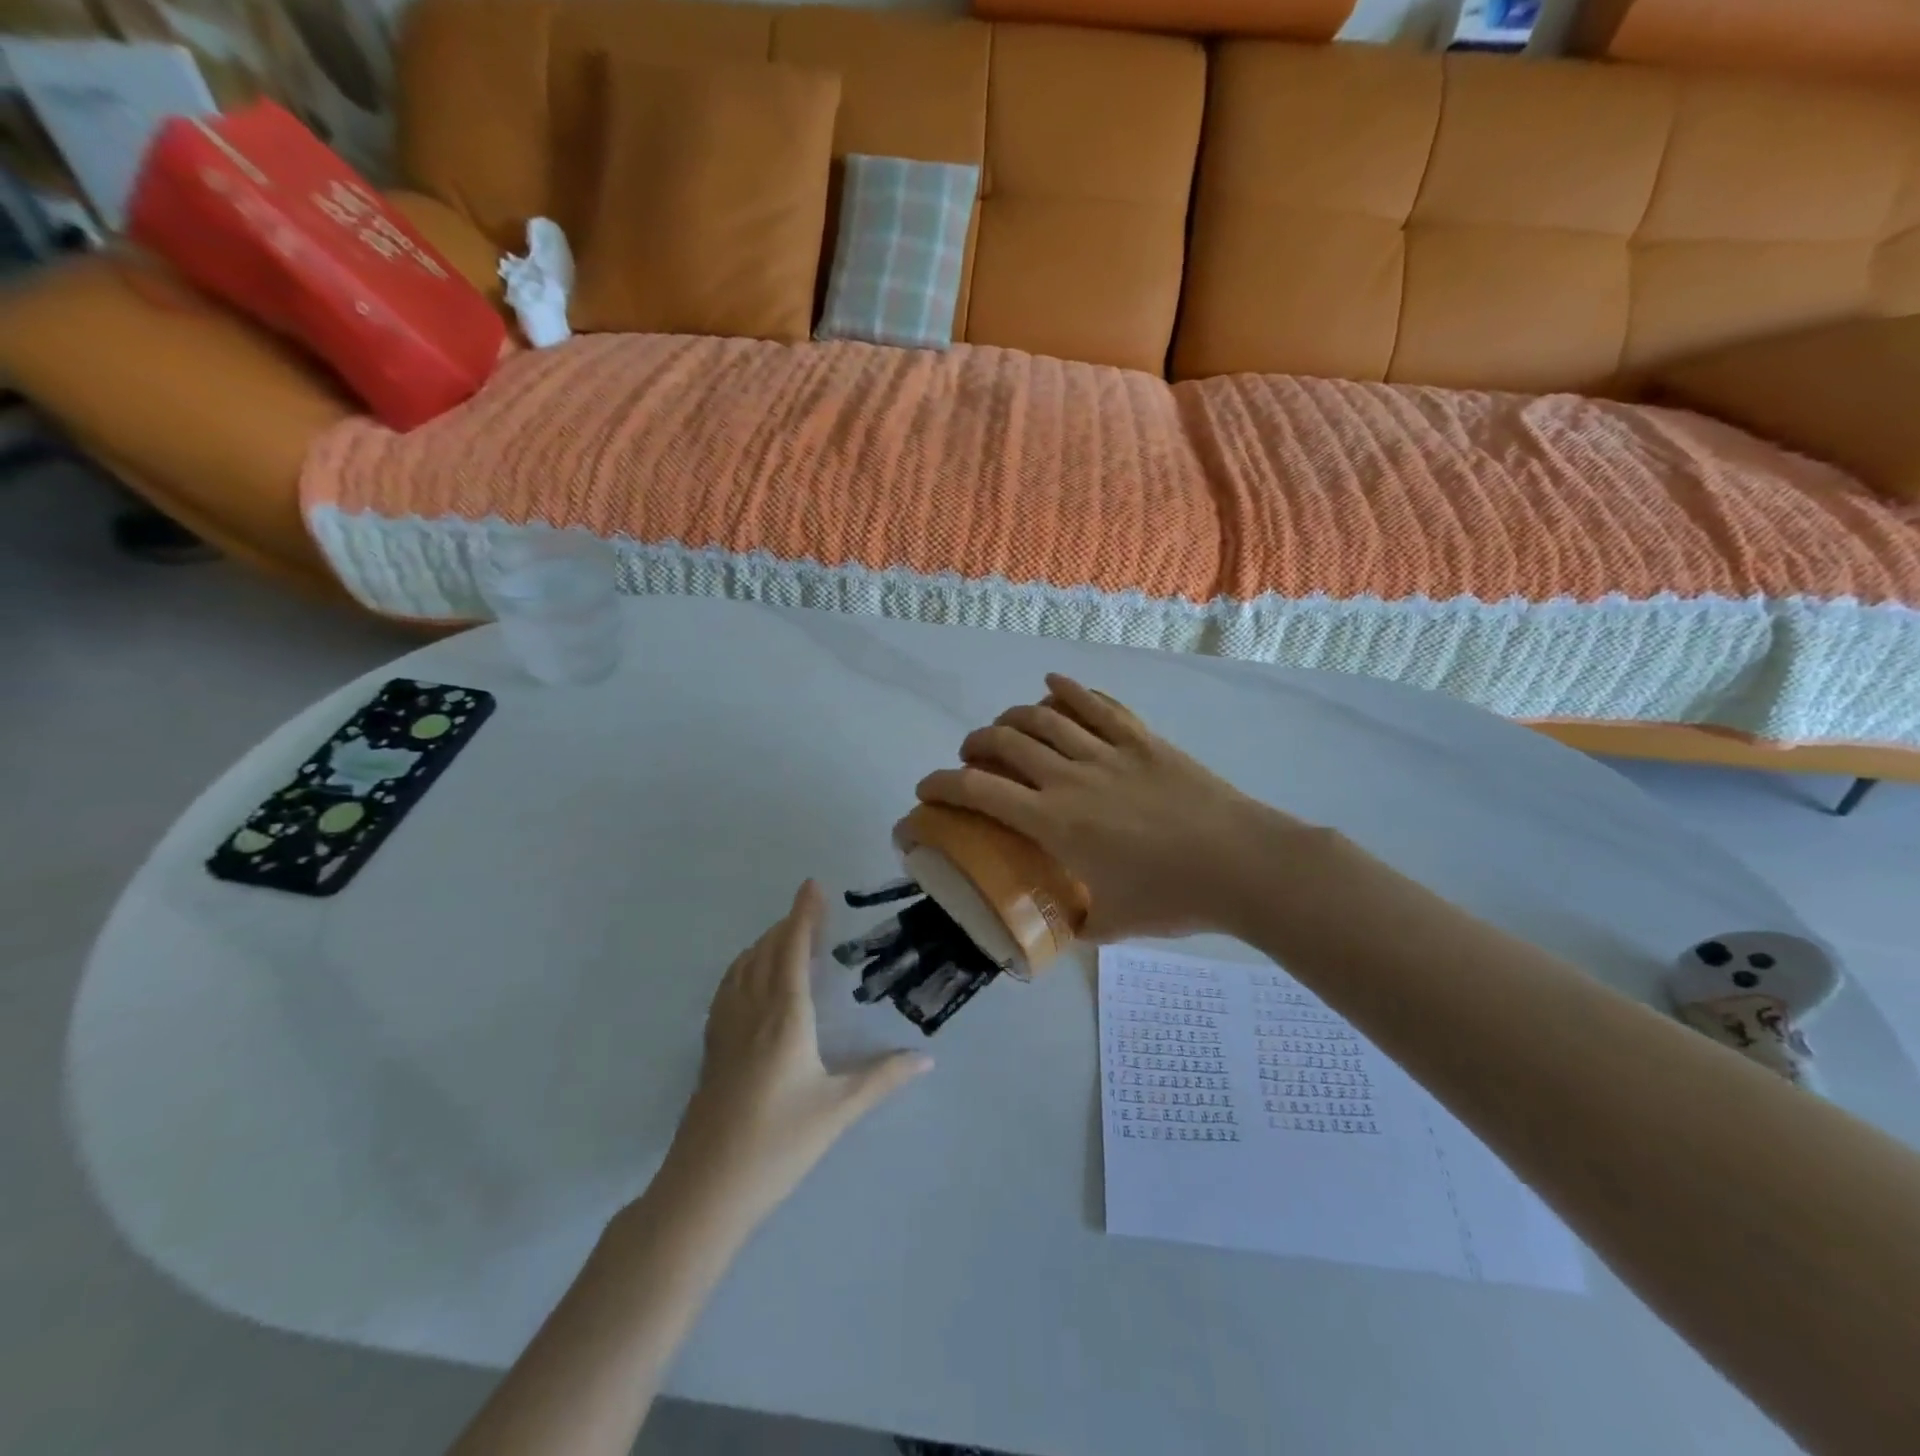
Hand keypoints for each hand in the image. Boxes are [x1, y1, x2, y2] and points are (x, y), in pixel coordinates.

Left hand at [661, 882, 931, 1229]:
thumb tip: (926, 1059)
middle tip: (811, 911)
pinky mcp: (711, 1050)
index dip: (804, 914)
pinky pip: (727, 989)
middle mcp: (752, 1012)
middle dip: (788, 925)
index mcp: (785, 1017)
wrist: (704, 1191)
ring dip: (764, 943)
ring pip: (743, 968)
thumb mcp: (838, 1111)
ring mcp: (725, 1030)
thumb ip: (883, 1079)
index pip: (793, 950)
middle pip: (767, 952)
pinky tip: (749, 981)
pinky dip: (743, 968)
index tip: (813, 885)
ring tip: (784, 938)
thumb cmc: (777, 1146)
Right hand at [916, 675, 1311, 940]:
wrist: (1242, 864)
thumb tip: (1066, 925)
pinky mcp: (1141, 738)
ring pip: (1043, 717)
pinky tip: (1052, 684)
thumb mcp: (1114, 924)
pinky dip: (1068, 689)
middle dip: (974, 745)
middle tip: (971, 758)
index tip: (926, 790)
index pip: (978, 791)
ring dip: (1012, 717)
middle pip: (1003, 742)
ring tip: (1005, 728)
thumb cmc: (1173, 898)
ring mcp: (1107, 752)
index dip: (941, 785)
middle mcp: (1069, 777)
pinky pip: (1096, 703)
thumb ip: (1080, 923)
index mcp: (1054, 823)